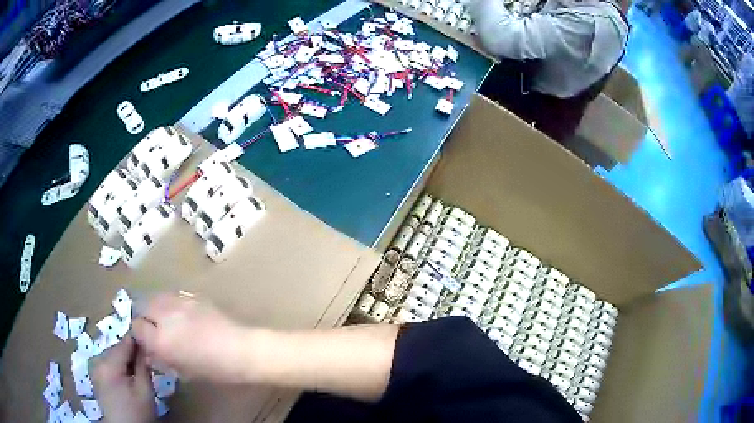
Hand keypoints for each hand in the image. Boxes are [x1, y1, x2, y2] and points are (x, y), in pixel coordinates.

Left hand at [92, 336, 155, 422]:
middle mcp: (97, 361)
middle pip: (116, 349)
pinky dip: (117, 367)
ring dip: (124, 361)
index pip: (124, 343)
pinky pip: (107, 364)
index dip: (137, 342)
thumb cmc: (137, 413)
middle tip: (145, 363)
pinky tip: (126, 379)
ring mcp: (94, 369)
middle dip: (130, 354)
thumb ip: (144, 367)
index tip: (150, 343)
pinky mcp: (95, 376)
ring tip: (136, 373)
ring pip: (111, 356)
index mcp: (109, 364)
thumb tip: (145, 346)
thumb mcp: (145, 392)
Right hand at [131, 293, 254, 383]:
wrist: (242, 350)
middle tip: (153, 330)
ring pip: (155, 298)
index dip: (139, 335)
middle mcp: (165, 316)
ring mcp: (178, 302)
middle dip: (144, 318)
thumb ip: (161, 358)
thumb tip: (149, 351)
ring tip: (165, 321)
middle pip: (142, 307)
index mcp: (161, 340)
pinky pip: (171, 297)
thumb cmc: (214, 368)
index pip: (136, 327)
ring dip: (155, 309)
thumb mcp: (183, 370)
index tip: (145, 341)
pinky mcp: (191, 296)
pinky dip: (169, 304)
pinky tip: (179, 316)